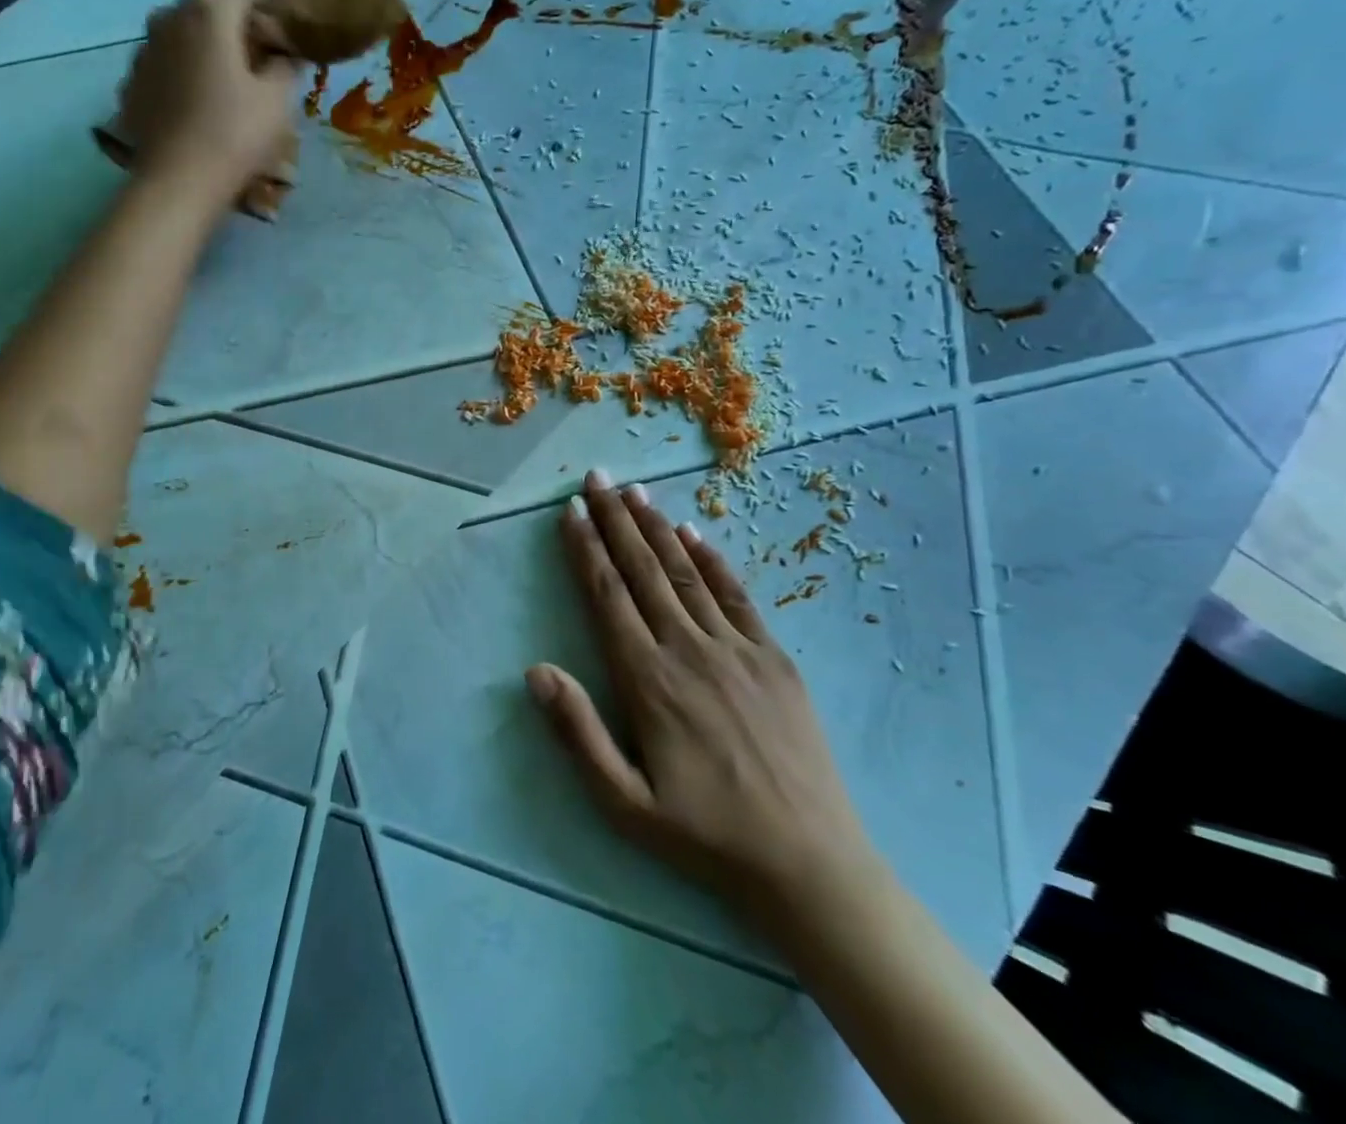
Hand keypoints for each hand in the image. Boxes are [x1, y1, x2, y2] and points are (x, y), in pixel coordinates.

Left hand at [115, 0, 316, 207]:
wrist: (174, 185)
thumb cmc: (233, 138)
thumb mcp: (276, 101)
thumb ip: (286, 65)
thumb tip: (285, 55)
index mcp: (212, 9)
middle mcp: (172, 13)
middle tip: (282, 1)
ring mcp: (148, 44)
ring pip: (193, 20)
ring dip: (224, 23)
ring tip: (249, 39)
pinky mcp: (138, 75)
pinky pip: (176, 50)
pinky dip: (200, 52)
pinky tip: (215, 73)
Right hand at [527, 470, 880, 929]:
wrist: (810, 865)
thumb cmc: (706, 837)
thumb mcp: (625, 803)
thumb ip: (578, 733)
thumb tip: (535, 670)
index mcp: (648, 680)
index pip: (607, 596)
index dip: (586, 549)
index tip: (570, 511)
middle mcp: (689, 649)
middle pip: (643, 570)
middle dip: (615, 520)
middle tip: (596, 478)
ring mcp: (737, 649)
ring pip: (686, 572)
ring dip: (656, 528)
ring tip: (634, 492)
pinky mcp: (774, 658)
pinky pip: (737, 595)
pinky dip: (712, 559)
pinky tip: (693, 534)